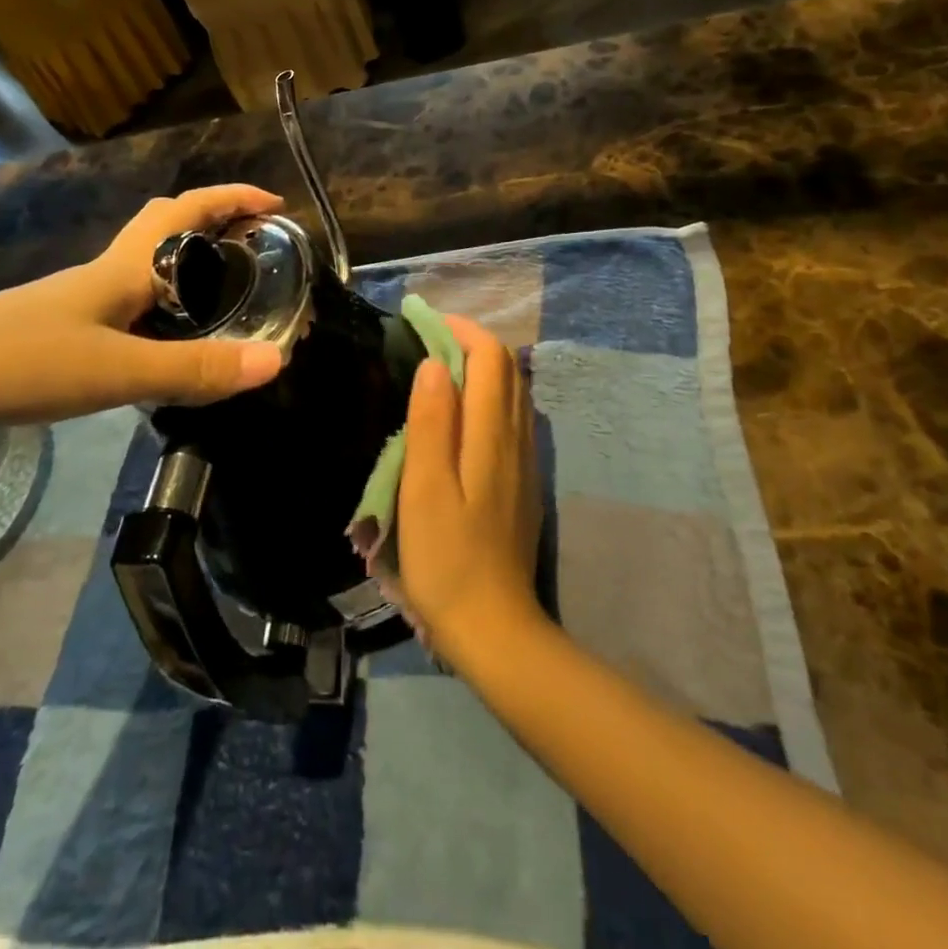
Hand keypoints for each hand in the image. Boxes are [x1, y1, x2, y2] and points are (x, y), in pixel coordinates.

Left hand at [0, 186, 286, 426]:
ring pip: (148, 267)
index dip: (233, 198)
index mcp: (124, 268)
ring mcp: (81, 302)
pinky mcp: (63, 331)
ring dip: (189, 265)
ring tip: (226, 295)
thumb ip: (194, 368)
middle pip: (166, 227)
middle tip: (253, 246)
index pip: (187, 211)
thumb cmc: (19, 360)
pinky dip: (163, 307)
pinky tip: (168, 340)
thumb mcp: (116, 369)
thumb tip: (275, 361)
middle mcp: (106, 274)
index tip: (275, 204)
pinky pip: (130, 303)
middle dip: (214, 223)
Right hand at [395, 316, 544, 662]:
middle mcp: (516, 438)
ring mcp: (525, 460)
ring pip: (513, 392)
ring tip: (440, 367)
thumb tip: (435, 363)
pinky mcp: (523, 481)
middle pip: (506, 369)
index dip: (460, 330)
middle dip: (470, 342)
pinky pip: (512, 417)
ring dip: (481, 367)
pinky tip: (461, 413)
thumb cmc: (446, 558)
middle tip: (426, 339)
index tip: (422, 322)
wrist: (494, 626)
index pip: (490, 358)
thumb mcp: (424, 489)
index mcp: (491, 435)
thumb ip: (431, 423)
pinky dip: (488, 395)